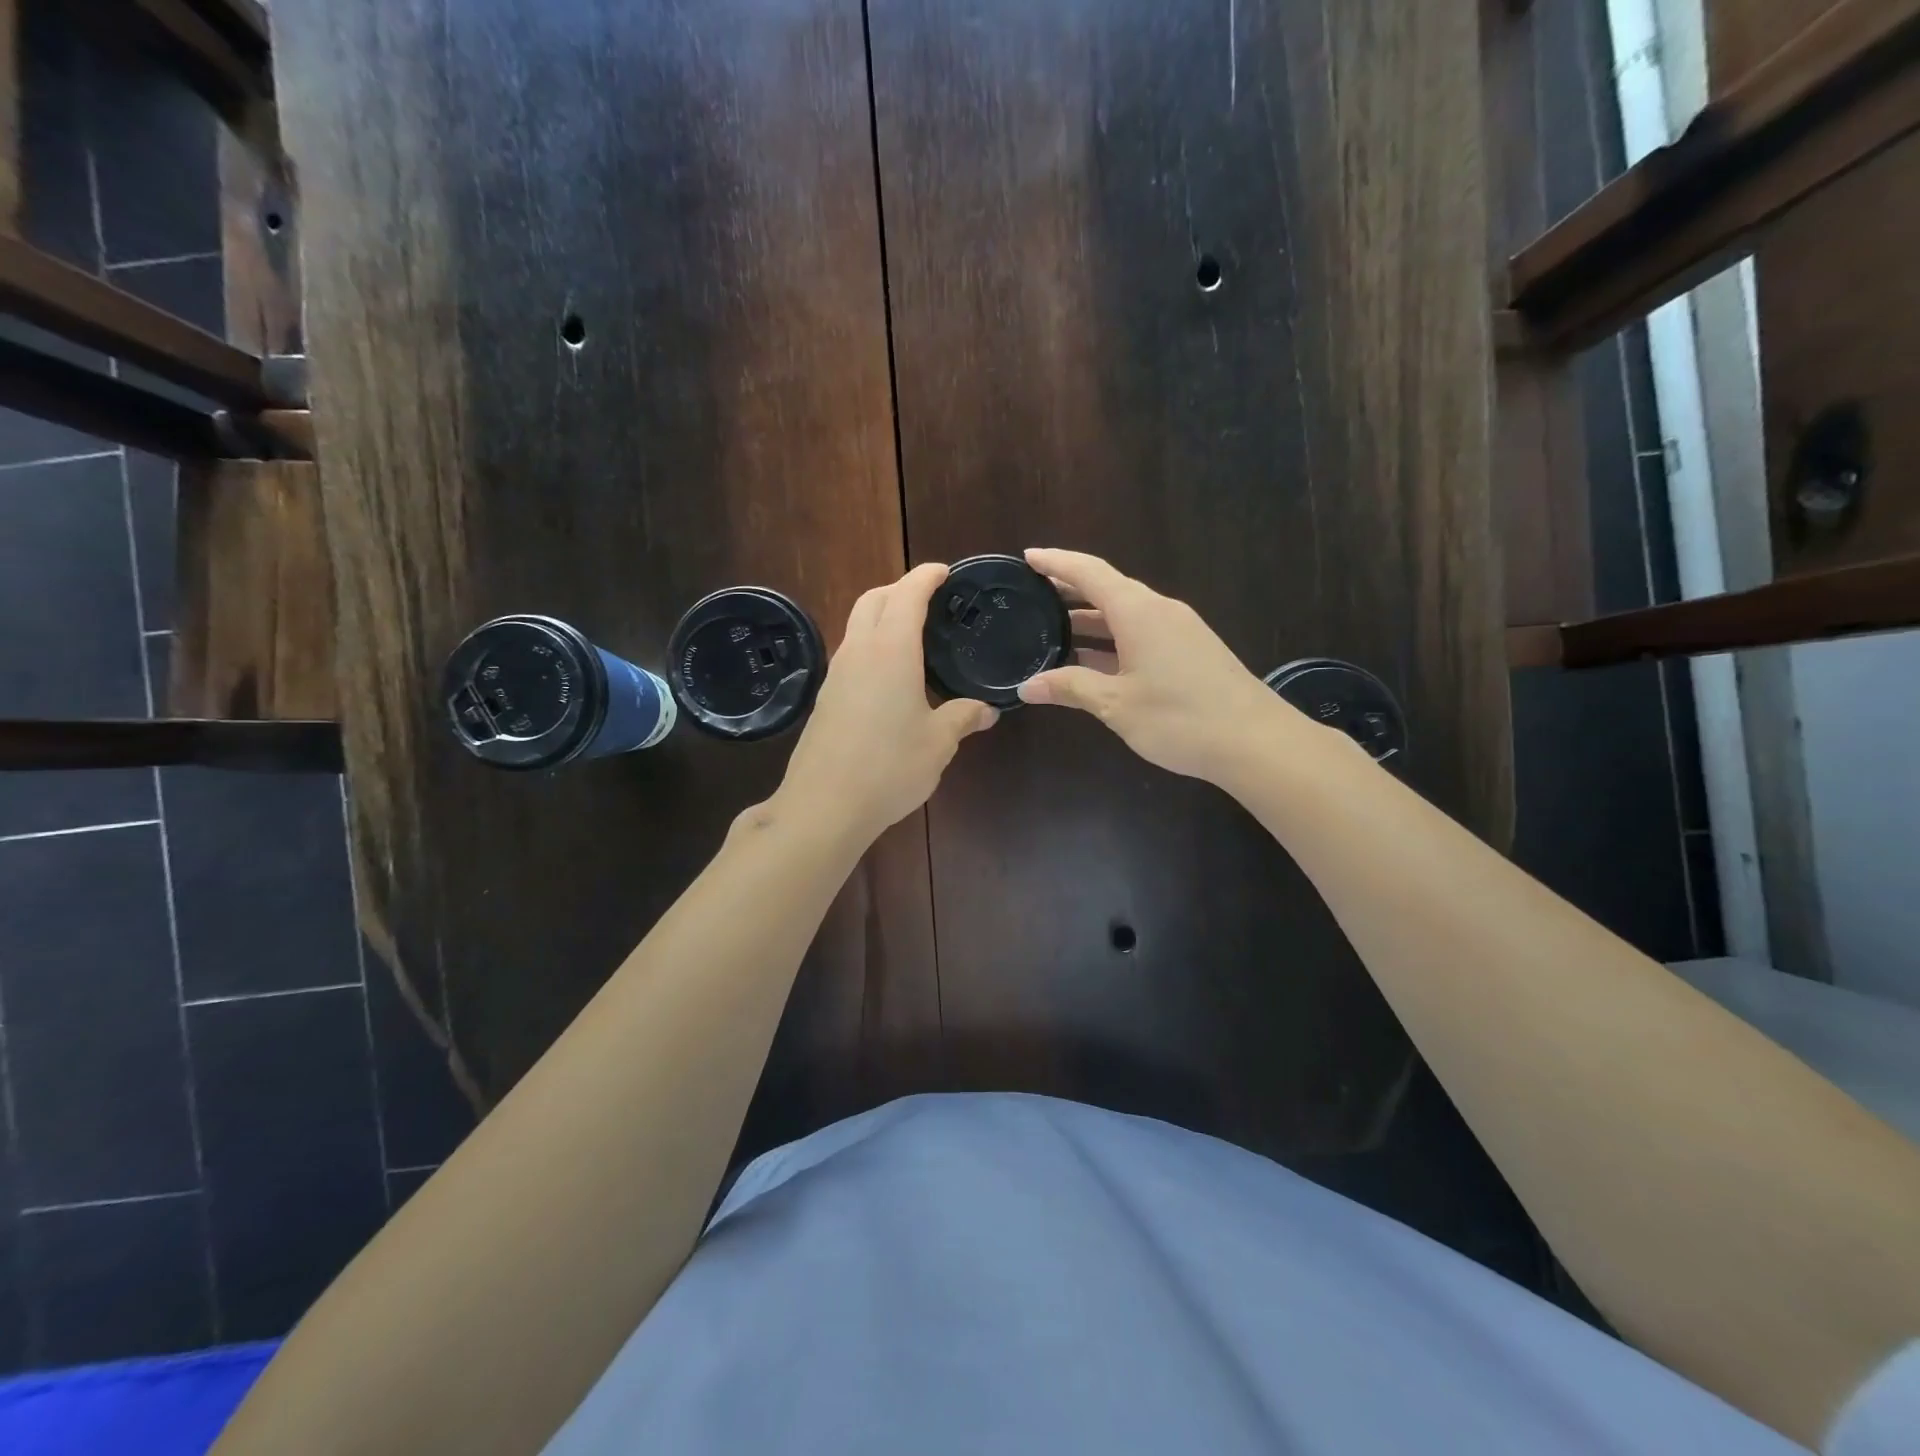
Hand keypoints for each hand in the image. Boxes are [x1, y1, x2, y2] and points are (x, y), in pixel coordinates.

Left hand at [774, 563, 997, 844]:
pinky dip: (871, 645)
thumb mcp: (938, 743)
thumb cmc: (889, 767)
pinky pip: (850, 653)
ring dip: (881, 615)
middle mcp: (858, 652)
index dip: (926, 577)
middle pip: (873, 599)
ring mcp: (836, 674)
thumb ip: (963, 717)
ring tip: (912, 634)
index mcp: (890, 651)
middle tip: (929, 599)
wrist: (824, 805)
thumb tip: (988, 710)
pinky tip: (890, 675)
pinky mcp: (825, 698)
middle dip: (899, 588)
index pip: (907, 595)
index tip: (944, 571)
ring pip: (856, 625)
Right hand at [1017, 548, 1301, 782]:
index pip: (1089, 572)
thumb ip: (1070, 687)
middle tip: (1032, 594)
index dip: (1056, 562)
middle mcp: (1159, 610)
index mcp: (1138, 611)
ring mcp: (1178, 630)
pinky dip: (1111, 638)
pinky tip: (1092, 660)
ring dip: (1090, 618)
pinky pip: (1141, 632)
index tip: (1026, 557)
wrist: (1255, 741)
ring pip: (1125, 613)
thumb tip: (1026, 686)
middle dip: (1069, 589)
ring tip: (1053, 627)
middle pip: (1108, 588)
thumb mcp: (1116, 704)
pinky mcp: (1190, 650)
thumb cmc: (1179, 717)